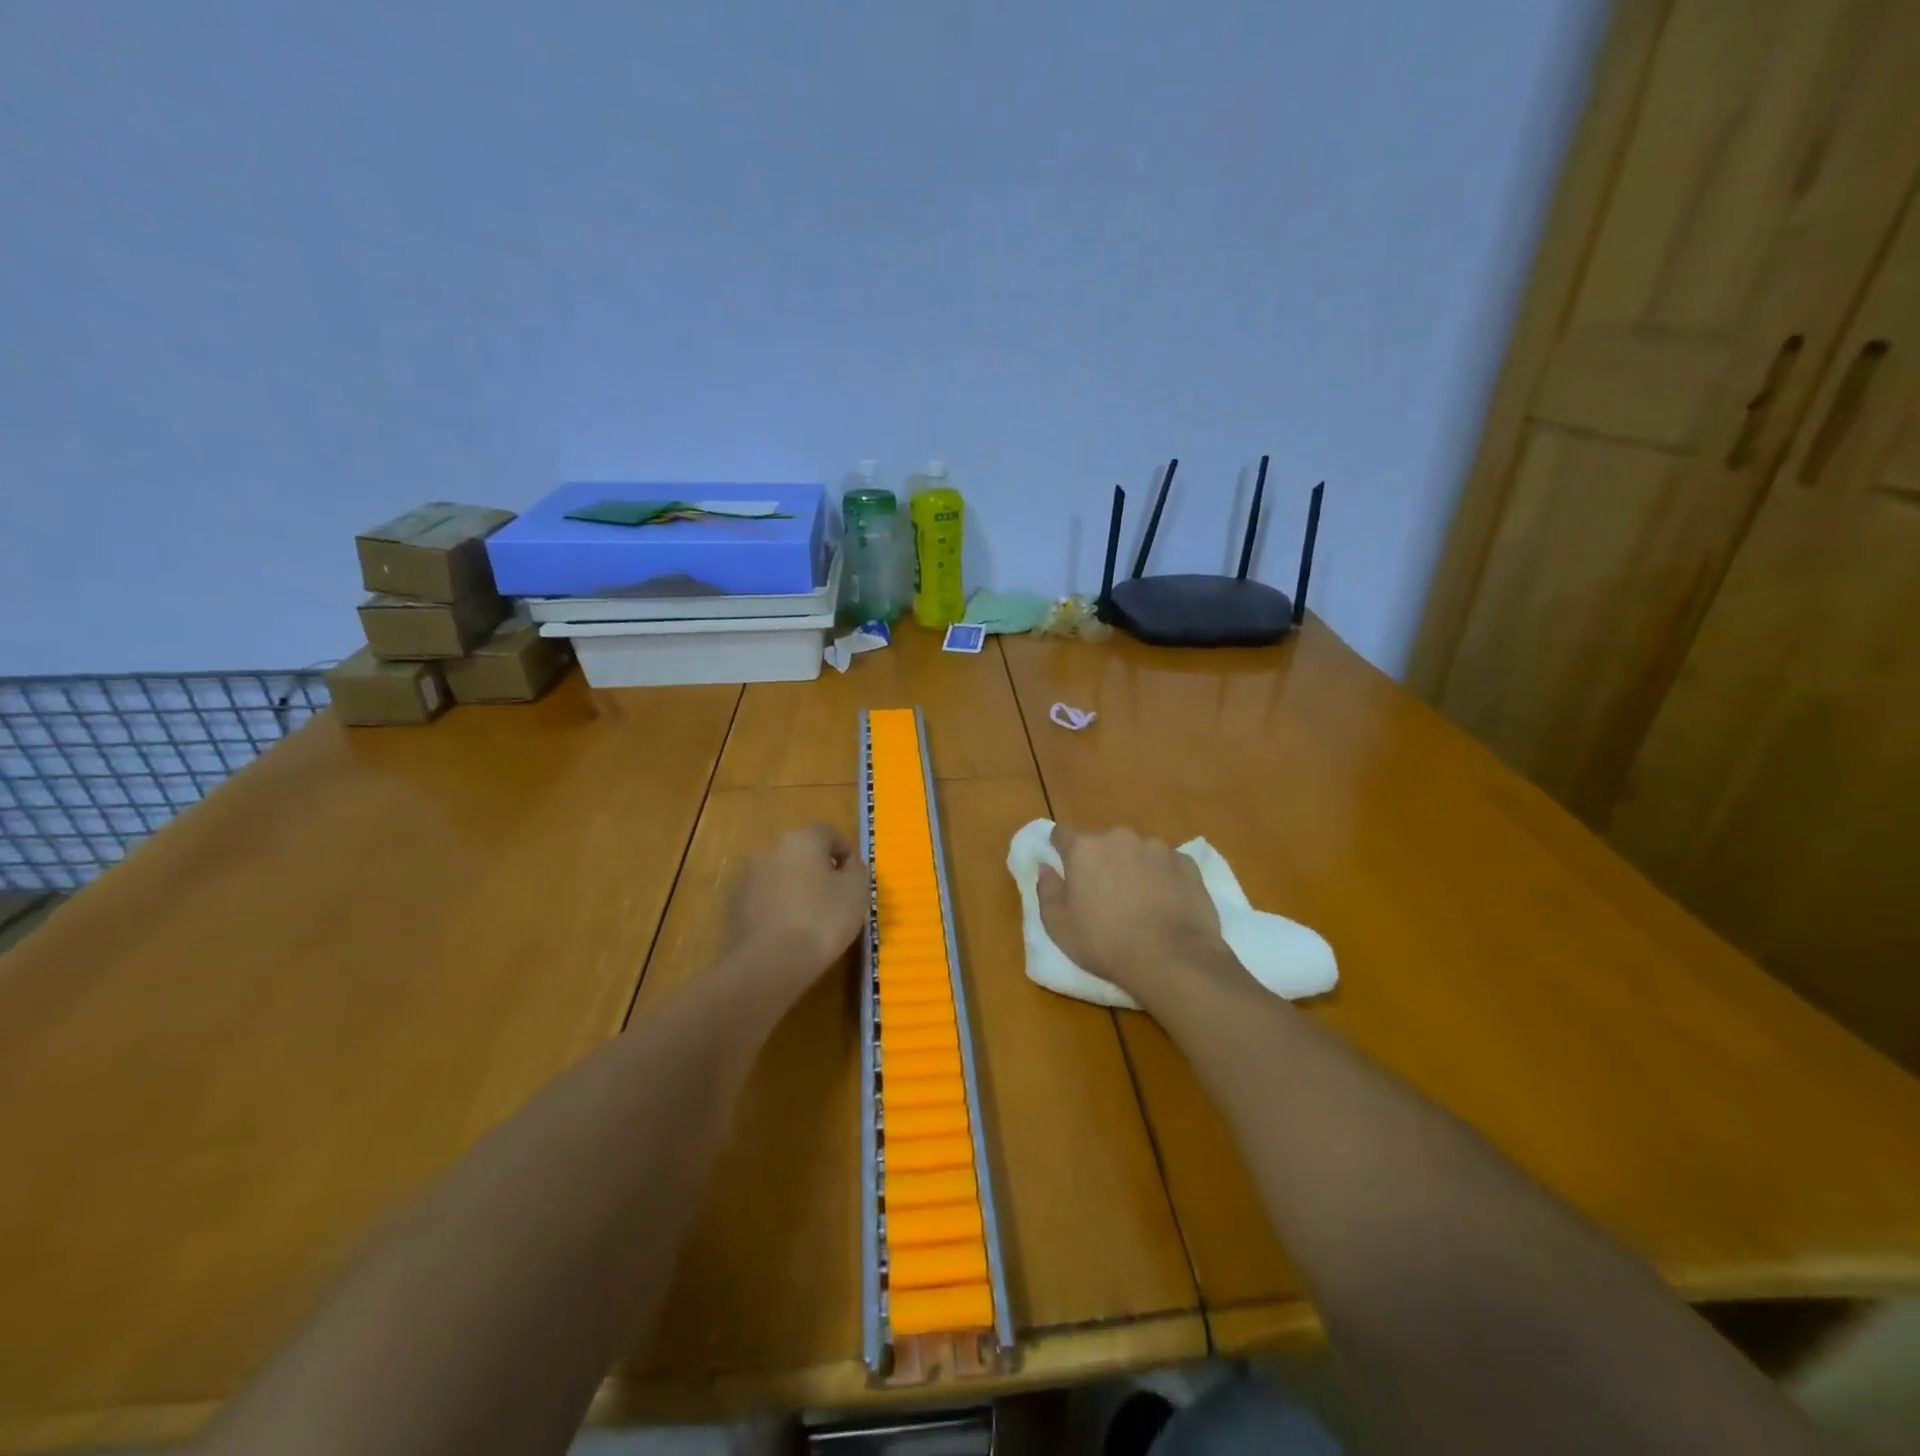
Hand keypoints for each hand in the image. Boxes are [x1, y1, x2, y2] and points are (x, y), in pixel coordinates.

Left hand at [722, 823, 868, 1008]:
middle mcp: (771, 850)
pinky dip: (777, 907)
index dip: (845, 851)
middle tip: (835, 897)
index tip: (855, 877)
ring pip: (780, 875)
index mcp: (802, 840)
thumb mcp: (857, 893)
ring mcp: (747, 877)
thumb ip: (857, 871)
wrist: (768, 963)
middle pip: (801, 853)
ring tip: (810, 918)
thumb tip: (848, 866)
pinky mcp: (734, 905)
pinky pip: (764, 898)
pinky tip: (788, 932)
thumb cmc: (821, 920)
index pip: (828, 833)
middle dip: (818, 869)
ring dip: (795, 888)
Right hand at [1036, 824, 1241, 1012]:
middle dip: (1100, 861)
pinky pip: (1167, 865)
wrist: (1172, 959)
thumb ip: (1047, 890)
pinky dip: (1163, 878)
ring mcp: (1157, 848)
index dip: (1060, 849)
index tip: (1064, 868)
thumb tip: (1045, 867)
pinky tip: (1166, 905)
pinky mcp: (1187, 863)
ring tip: (1140, 902)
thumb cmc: (1105, 942)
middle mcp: (1120, 838)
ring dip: (1134, 868)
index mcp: (1084, 849)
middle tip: (1103, 895)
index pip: (1061, 834)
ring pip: (1137, 852)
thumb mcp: (1058, 925)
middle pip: (1102, 843)